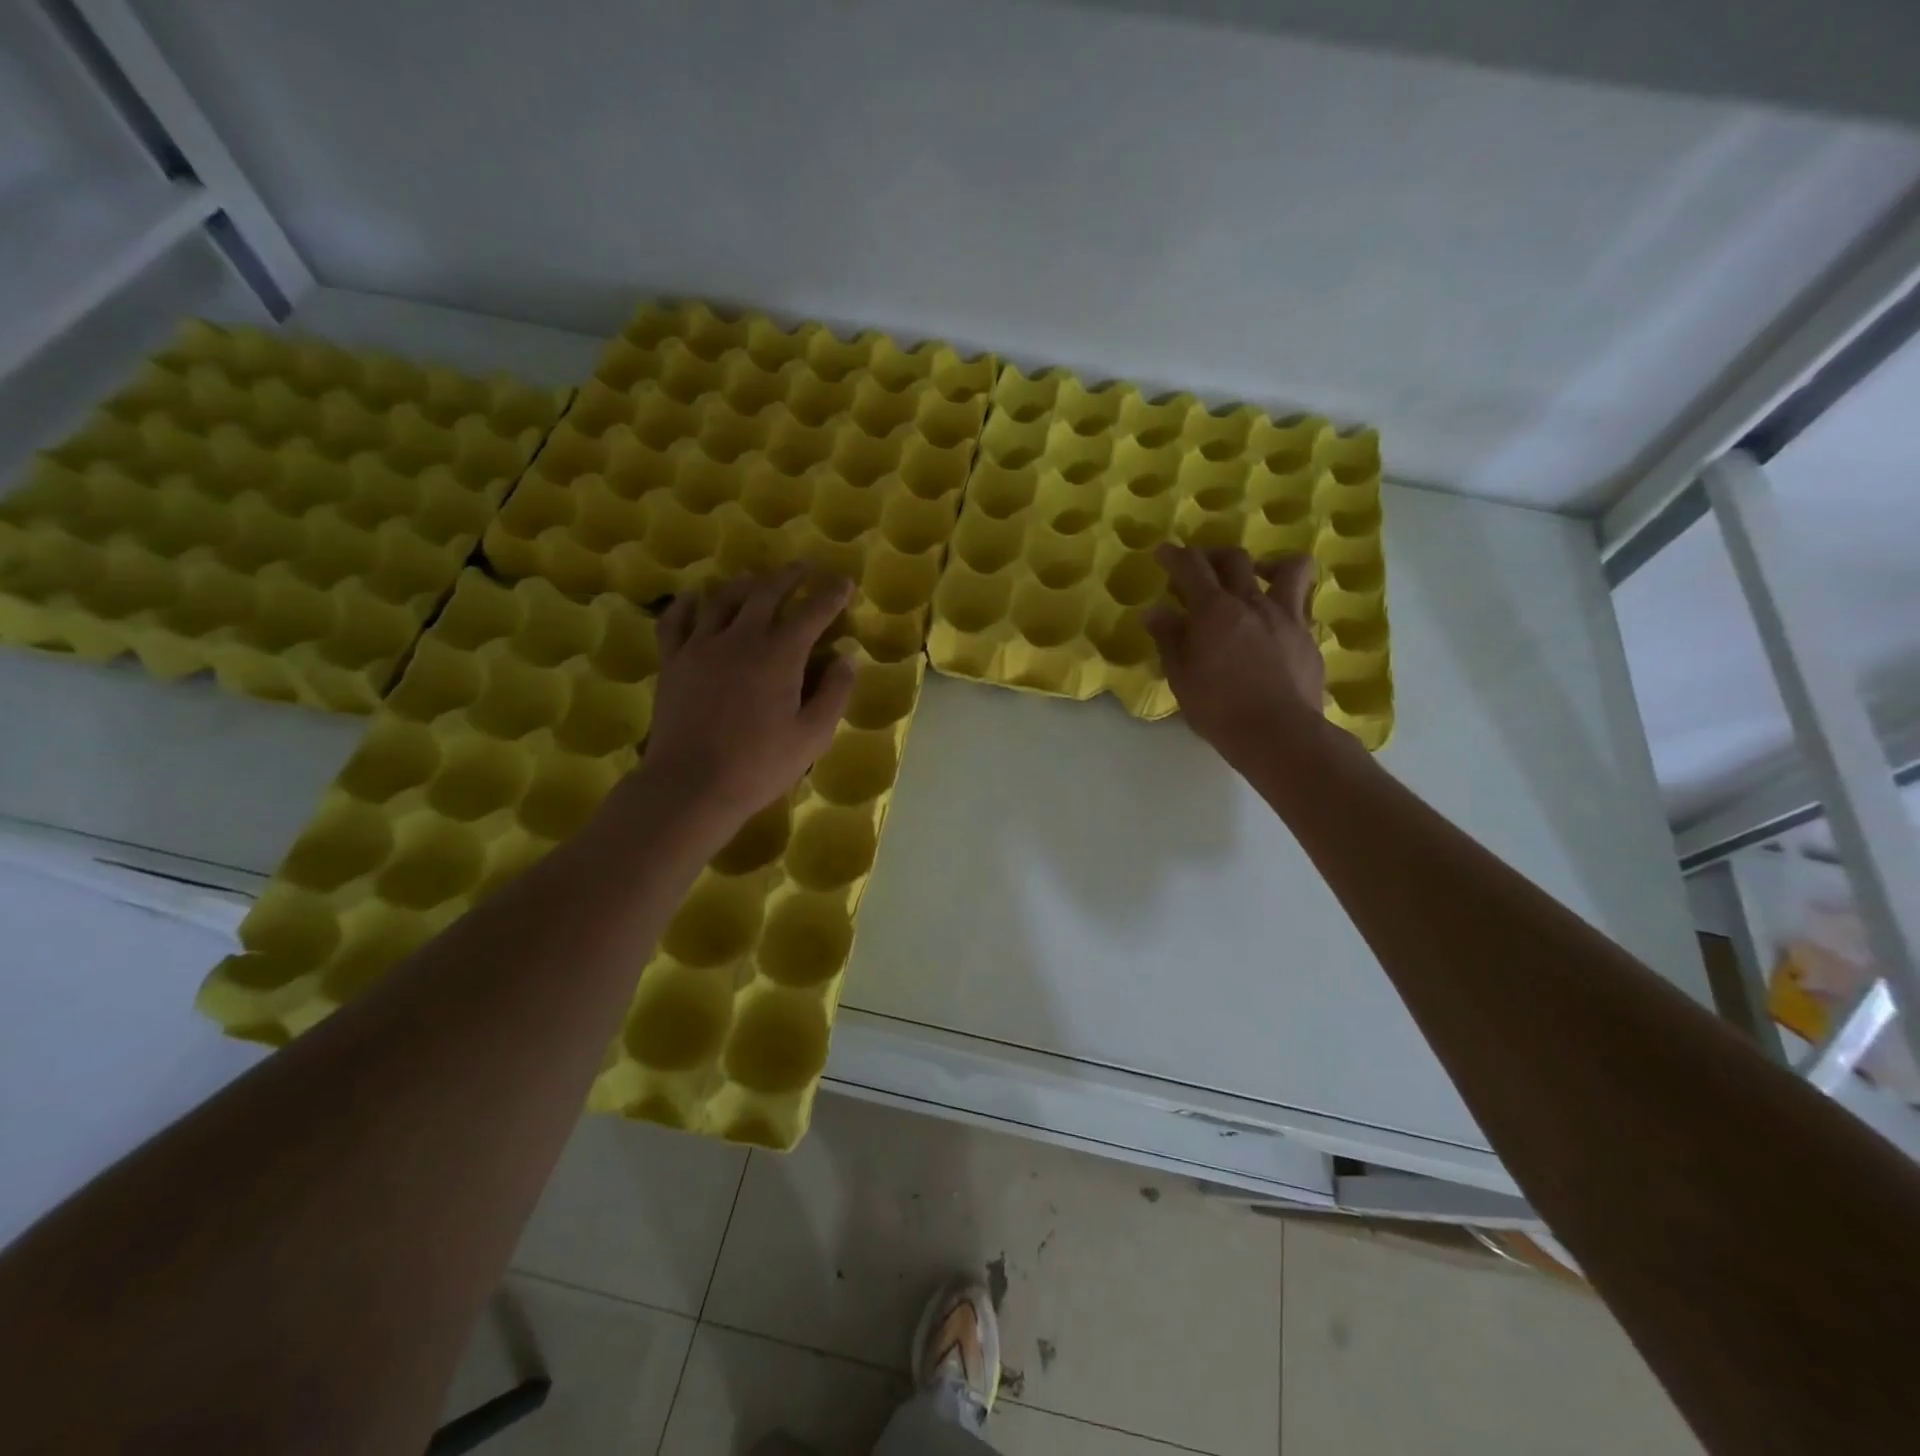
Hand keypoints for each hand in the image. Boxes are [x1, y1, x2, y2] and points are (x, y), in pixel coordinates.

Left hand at [635, 565, 856, 832]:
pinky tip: (694, 597)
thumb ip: (834, 693)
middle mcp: (741, 638)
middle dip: (791, 576)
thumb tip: (846, 657)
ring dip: (745, 583)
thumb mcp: (813, 736)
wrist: (691, 784)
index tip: (845, 583)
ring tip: (756, 579)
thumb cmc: (759, 765)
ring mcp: (701, 645)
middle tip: (805, 568)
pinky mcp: (673, 661)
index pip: (812, 612)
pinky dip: (688, 603)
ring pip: (723, 598)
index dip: (832, 594)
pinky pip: (676, 619)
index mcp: (780, 655)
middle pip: (767, 592)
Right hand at [1144, 544, 1329, 764]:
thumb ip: (1169, 639)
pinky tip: (1271, 625)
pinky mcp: (1308, 637)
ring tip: (1255, 578)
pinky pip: (1299, 605)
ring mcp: (1287, 617)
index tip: (1163, 552)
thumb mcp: (1181, 677)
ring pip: (1288, 568)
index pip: (1191, 567)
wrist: (1278, 733)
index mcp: (1215, 610)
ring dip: (1267, 564)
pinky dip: (1282, 604)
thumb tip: (1156, 612)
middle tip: (1200, 567)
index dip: (1175, 555)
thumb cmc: (1218, 709)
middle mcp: (1252, 602)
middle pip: (1235, 558)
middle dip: (1212, 555)